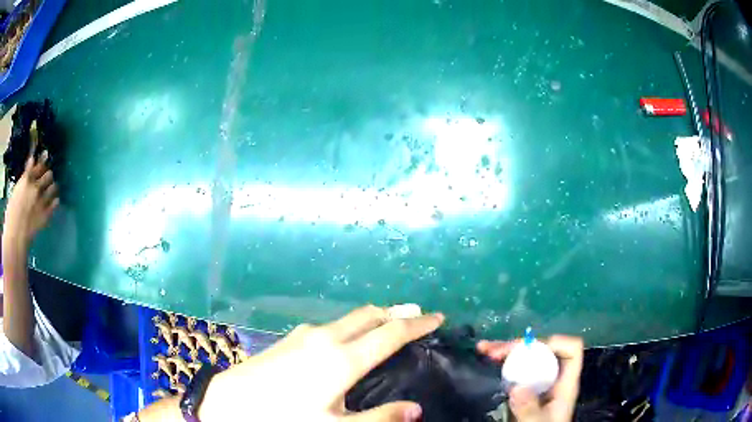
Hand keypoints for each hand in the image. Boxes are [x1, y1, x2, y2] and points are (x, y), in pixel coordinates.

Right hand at [3, 150, 58, 246]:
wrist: (15, 237)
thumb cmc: (11, 215)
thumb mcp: (15, 192)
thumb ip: (23, 180)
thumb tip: (30, 168)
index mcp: (26, 180)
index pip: (38, 164)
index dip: (42, 159)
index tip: (45, 155)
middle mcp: (35, 187)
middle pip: (48, 174)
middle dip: (47, 175)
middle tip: (46, 178)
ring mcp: (41, 201)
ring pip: (53, 187)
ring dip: (52, 187)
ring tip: (50, 190)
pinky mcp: (45, 215)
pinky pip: (55, 203)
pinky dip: (55, 201)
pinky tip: (54, 201)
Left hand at [200, 305, 444, 421]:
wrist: (231, 401)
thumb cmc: (284, 416)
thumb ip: (379, 418)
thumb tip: (416, 409)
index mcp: (343, 359)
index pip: (392, 333)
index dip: (418, 324)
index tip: (438, 318)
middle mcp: (327, 337)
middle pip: (371, 315)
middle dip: (398, 313)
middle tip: (419, 317)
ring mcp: (306, 333)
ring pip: (351, 317)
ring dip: (375, 317)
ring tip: (390, 325)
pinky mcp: (292, 337)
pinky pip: (333, 324)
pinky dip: (353, 324)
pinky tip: (350, 338)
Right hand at [477, 335, 582, 421]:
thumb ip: (530, 409)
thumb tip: (516, 387)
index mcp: (565, 384)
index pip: (571, 351)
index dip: (554, 343)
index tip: (528, 349)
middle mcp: (553, 379)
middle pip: (544, 351)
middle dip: (519, 346)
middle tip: (494, 350)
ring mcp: (539, 384)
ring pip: (528, 358)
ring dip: (507, 351)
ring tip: (484, 348)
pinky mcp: (525, 391)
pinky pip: (516, 371)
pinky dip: (502, 364)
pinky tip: (488, 361)